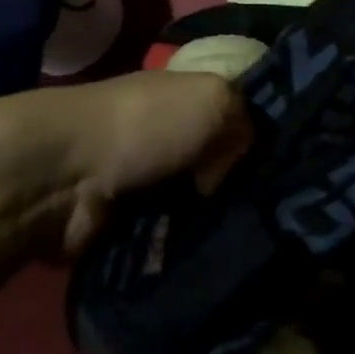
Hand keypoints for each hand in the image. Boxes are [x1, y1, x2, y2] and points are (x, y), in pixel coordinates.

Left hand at [56, 71, 251, 255]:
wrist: (64, 178)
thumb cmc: (144, 126)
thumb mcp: (214, 99)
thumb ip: (246, 123)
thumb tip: (228, 171)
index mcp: (184, 99)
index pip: (234, 116)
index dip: (260, 137)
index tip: (289, 165)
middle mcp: (166, 137)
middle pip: (221, 164)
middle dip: (241, 186)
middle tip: (268, 209)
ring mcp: (145, 182)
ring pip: (200, 206)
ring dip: (215, 221)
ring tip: (243, 237)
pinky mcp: (127, 224)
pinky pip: (171, 238)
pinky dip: (184, 245)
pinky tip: (208, 254)